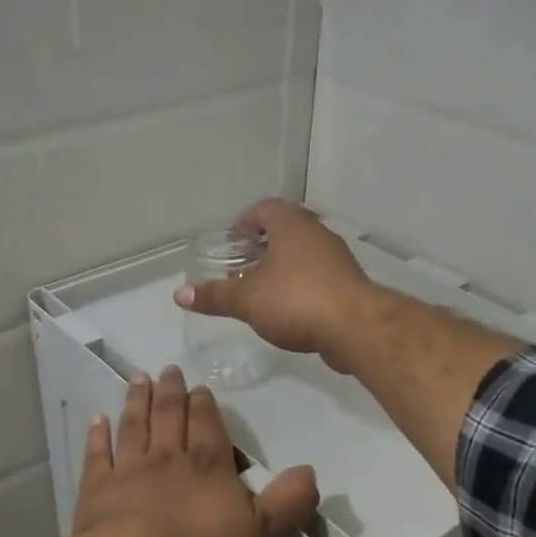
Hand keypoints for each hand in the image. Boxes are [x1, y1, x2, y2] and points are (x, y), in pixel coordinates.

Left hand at [73, 366, 318, 536]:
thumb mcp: (261, 535)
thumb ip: (287, 502)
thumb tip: (311, 471)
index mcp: (209, 466)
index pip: (208, 425)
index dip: (204, 405)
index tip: (199, 386)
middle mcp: (169, 458)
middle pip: (170, 416)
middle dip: (171, 392)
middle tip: (168, 369)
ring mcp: (129, 471)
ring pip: (135, 426)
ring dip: (137, 401)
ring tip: (139, 379)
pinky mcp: (97, 490)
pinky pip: (98, 455)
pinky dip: (98, 435)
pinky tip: (97, 419)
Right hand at [174, 199, 376, 365]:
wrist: (356, 328)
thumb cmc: (296, 301)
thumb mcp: (247, 300)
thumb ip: (214, 296)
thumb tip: (180, 294)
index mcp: (291, 225)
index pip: (265, 208)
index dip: (244, 223)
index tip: (231, 245)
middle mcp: (316, 233)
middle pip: (284, 231)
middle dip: (261, 248)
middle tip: (241, 270)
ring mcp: (336, 259)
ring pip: (302, 255)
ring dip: (282, 269)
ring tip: (260, 293)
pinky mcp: (348, 284)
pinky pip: (317, 277)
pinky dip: (300, 286)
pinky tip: (288, 311)